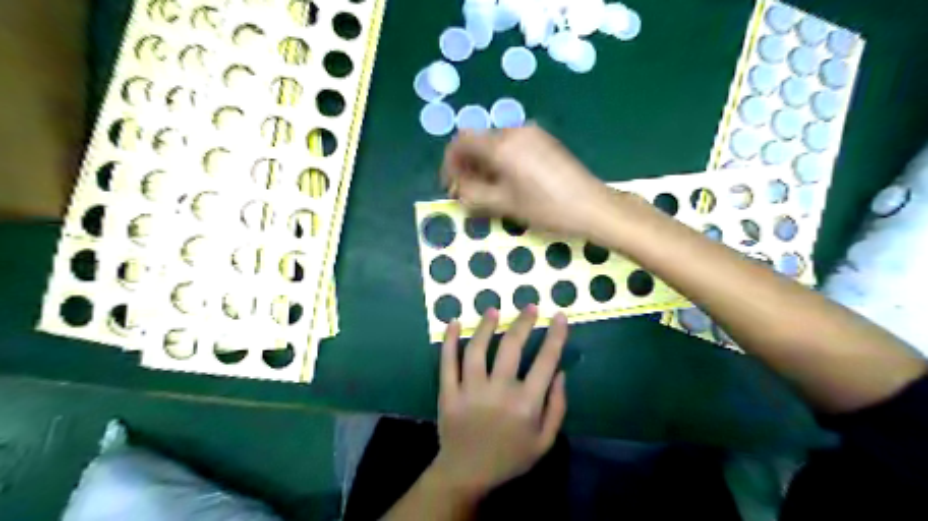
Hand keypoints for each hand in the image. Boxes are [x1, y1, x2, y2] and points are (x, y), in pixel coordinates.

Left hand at [431, 305, 570, 496]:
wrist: (467, 474)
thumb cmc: (510, 457)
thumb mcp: (545, 441)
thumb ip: (557, 407)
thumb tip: (560, 372)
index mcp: (526, 404)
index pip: (545, 361)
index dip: (555, 335)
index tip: (558, 315)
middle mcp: (498, 392)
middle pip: (511, 347)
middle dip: (522, 322)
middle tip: (529, 307)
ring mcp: (470, 391)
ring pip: (477, 349)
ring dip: (485, 325)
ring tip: (493, 309)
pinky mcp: (448, 393)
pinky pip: (447, 362)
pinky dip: (449, 341)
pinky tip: (452, 322)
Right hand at [441, 127, 613, 236]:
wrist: (592, 206)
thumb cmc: (546, 208)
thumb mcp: (504, 205)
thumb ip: (473, 193)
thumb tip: (456, 187)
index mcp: (502, 145)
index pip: (461, 141)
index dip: (450, 162)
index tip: (451, 184)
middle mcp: (514, 131)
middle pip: (478, 140)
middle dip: (467, 164)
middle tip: (469, 191)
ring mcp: (532, 133)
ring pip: (495, 143)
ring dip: (484, 163)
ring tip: (489, 189)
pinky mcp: (544, 140)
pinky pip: (512, 144)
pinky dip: (501, 159)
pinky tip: (509, 180)